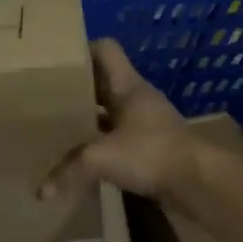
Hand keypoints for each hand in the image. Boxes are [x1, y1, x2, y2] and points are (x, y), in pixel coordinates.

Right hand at [41, 39, 195, 200]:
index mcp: (127, 86)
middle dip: (75, 87)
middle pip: (101, 81)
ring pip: (108, 110)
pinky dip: (99, 140)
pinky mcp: (149, 146)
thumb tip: (40, 191)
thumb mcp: (103, 158)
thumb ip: (69, 170)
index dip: (80, 50)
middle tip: (44, 95)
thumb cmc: (153, 154)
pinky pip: (116, 135)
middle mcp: (136, 98)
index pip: (104, 50)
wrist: (201, 183)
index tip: (54, 62)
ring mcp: (144, 122)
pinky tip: (81, 154)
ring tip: (57, 124)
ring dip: (87, 115)